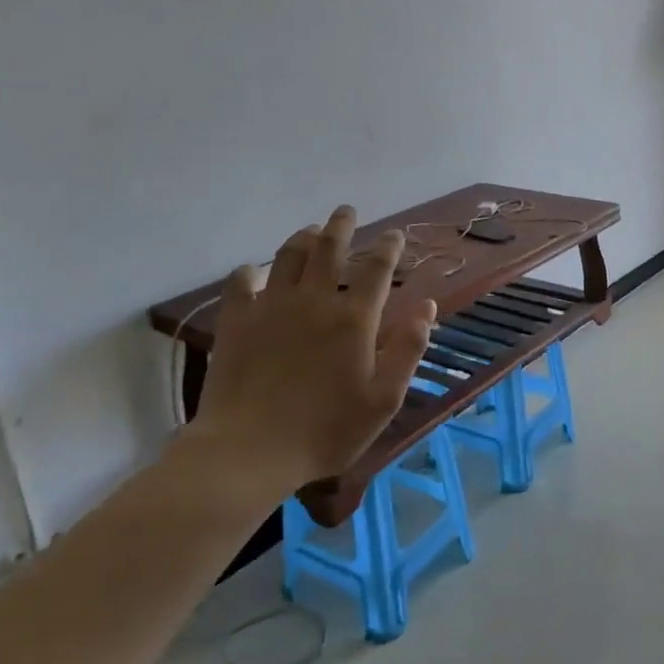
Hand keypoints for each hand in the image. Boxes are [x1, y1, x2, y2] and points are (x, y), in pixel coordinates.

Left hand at [190, 205, 435, 490]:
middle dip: (341, 225)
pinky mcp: (236, 321)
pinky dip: (251, 270)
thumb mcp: (384, 399)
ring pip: (288, 255)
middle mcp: (314, 300)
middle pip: (329, 247)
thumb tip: (427, 306)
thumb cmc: (326, 431)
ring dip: (303, 237)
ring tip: (311, 231)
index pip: (377, 267)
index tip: (394, 234)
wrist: (249, 451)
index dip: (388, 246)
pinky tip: (255, 272)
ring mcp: (271, 307)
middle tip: (346, 211)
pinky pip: (242, 281)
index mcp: (354, 318)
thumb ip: (408, 349)